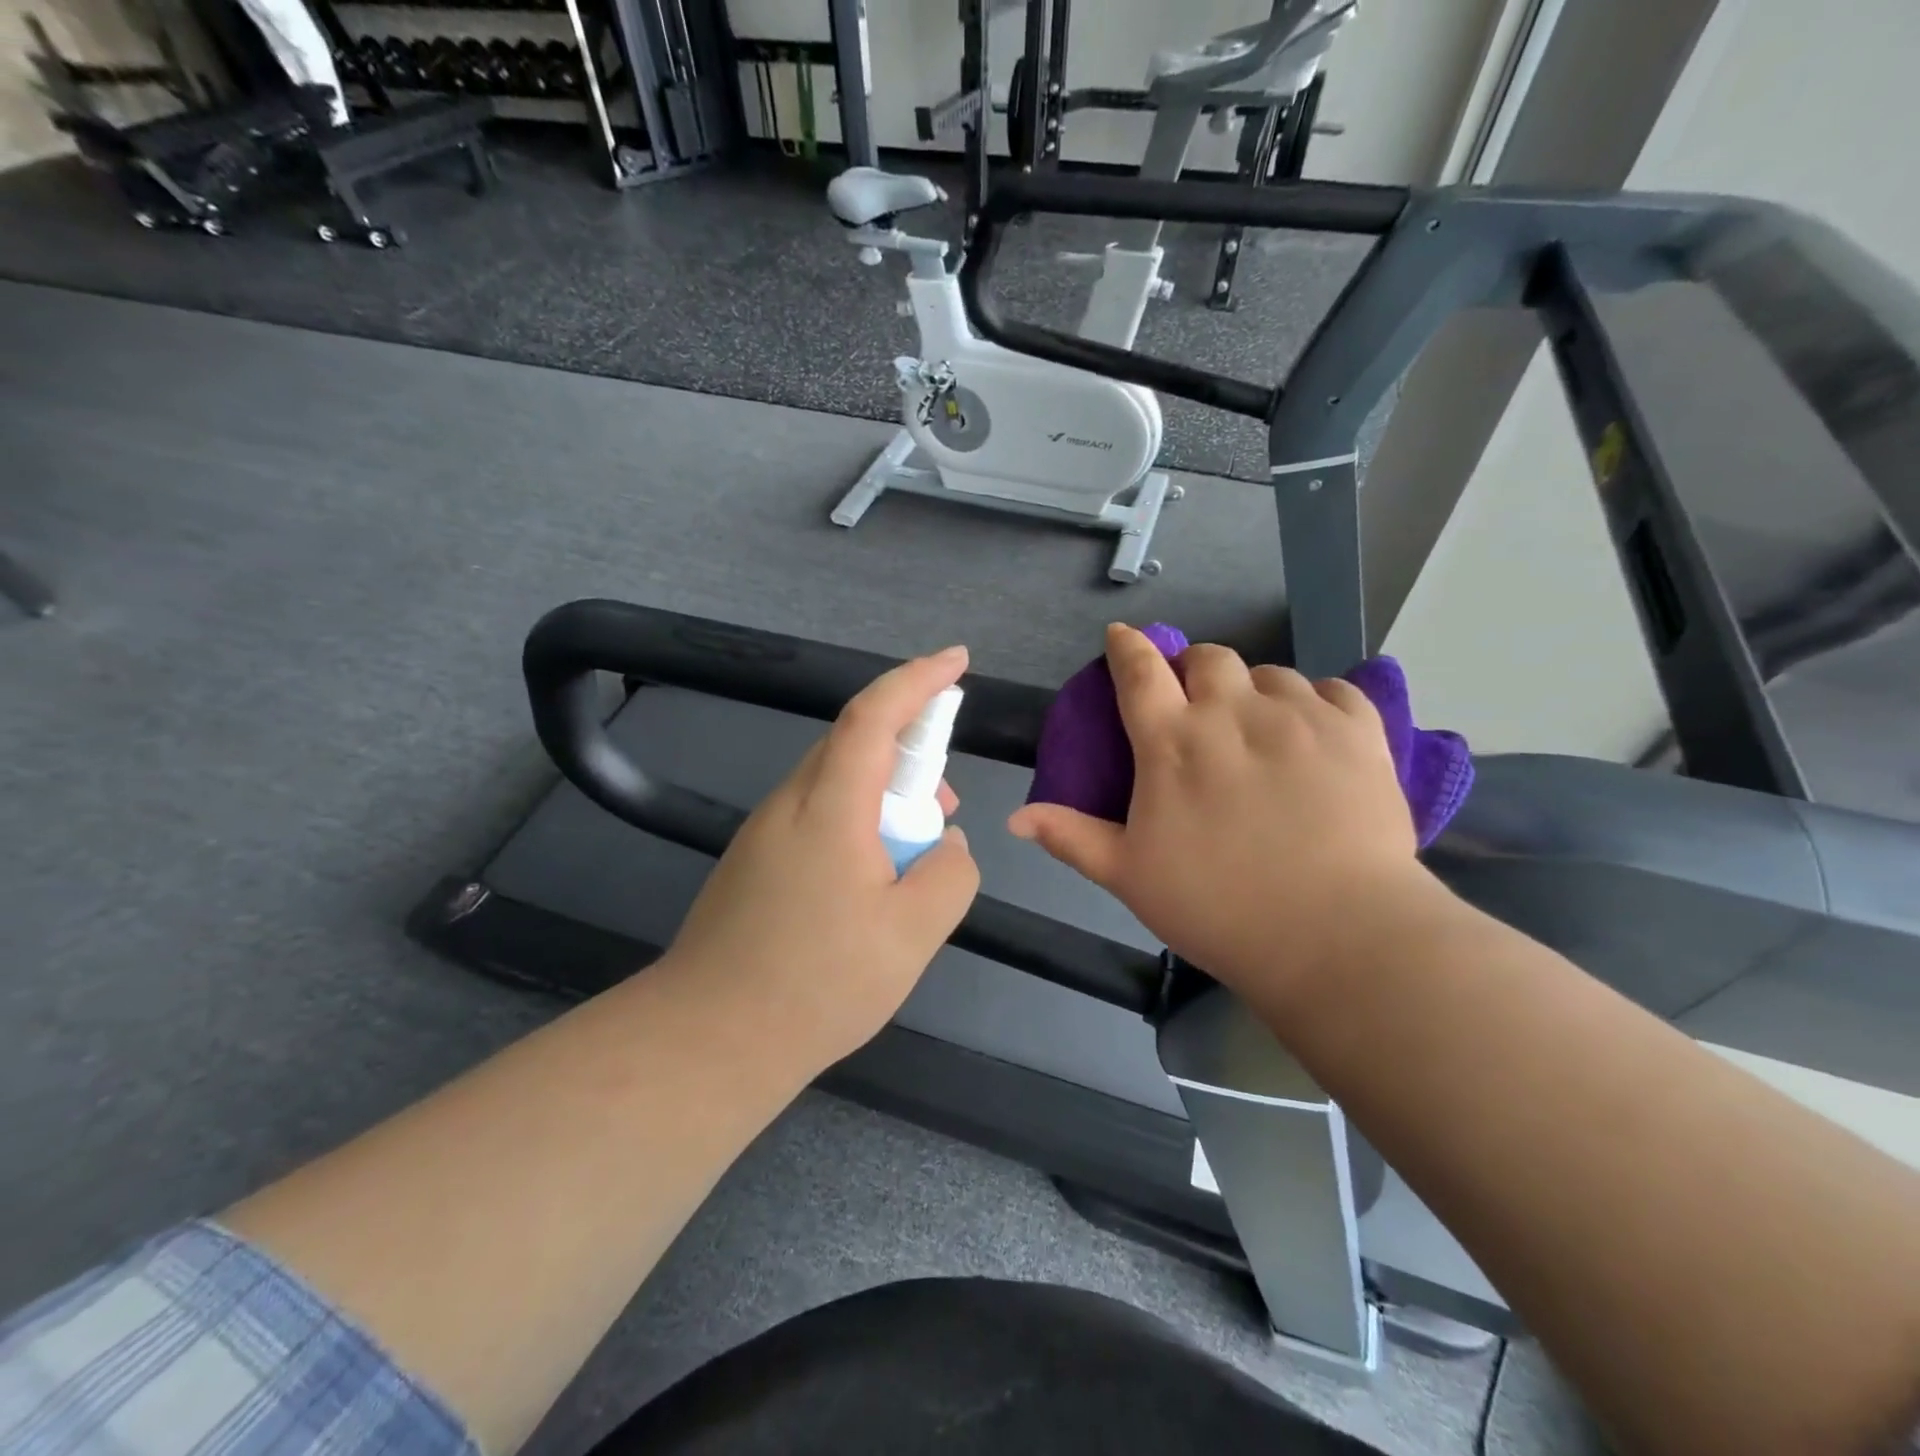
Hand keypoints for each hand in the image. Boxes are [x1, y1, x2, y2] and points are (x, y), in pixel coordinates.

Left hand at [664, 646, 981, 1070]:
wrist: (710, 1039)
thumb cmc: (817, 983)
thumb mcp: (914, 934)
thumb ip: (950, 874)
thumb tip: (946, 844)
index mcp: (829, 807)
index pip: (874, 716)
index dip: (918, 679)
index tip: (958, 662)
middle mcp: (790, 803)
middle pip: (855, 744)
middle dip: (910, 751)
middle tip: (946, 800)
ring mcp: (764, 832)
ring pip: (836, 783)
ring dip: (884, 795)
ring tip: (916, 852)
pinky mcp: (754, 861)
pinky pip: (818, 816)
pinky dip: (858, 823)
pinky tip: (872, 880)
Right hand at [1007, 624, 1422, 1002]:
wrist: (1337, 935)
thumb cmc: (1219, 907)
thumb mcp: (1129, 876)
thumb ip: (1071, 837)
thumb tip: (1014, 818)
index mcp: (1172, 743)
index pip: (1140, 672)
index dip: (1127, 647)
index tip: (1122, 635)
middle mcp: (1233, 712)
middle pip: (1209, 658)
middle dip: (1194, 668)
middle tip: (1197, 699)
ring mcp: (1300, 716)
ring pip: (1271, 673)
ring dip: (1254, 690)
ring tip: (1259, 727)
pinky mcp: (1358, 731)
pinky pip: (1334, 690)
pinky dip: (1317, 702)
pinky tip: (1314, 731)